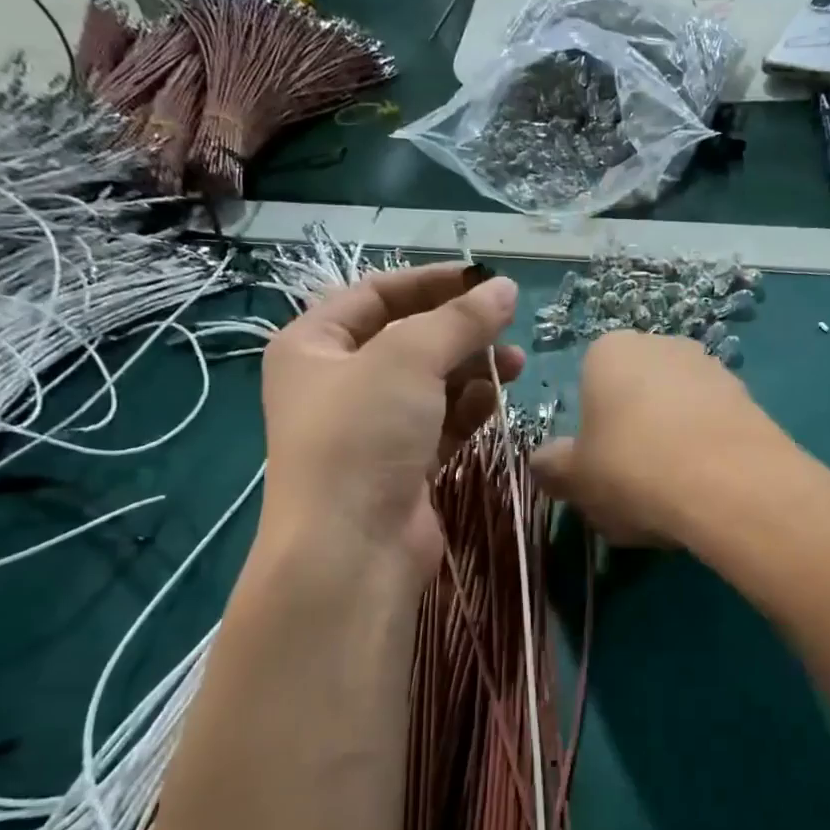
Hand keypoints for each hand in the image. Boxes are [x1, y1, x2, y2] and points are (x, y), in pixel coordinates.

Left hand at [259, 263, 523, 578]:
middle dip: (459, 331)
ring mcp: (369, 429)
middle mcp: (336, 384)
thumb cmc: (363, 435)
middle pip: (406, 339)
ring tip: (516, 364)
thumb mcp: (408, 359)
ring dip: (472, 369)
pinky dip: (468, 409)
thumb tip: (506, 288)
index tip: (483, 280)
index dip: (430, 282)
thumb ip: (460, 320)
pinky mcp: (401, 466)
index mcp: (313, 346)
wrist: (352, 549)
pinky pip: (440, 423)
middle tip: (508, 326)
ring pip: (428, 384)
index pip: (375, 294)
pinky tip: (498, 399)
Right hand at [530, 331, 789, 547]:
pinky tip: (704, 493)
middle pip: (634, 398)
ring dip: (669, 448)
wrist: (731, 485)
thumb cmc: (632, 468)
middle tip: (631, 487)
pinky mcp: (749, 397)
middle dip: (631, 437)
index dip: (589, 433)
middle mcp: (661, 345)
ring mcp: (710, 367)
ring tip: (671, 498)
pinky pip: (710, 429)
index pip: (587, 385)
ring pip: (675, 415)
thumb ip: (551, 467)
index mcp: (609, 351)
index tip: (597, 470)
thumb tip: (545, 463)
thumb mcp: (573, 478)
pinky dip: (704, 456)